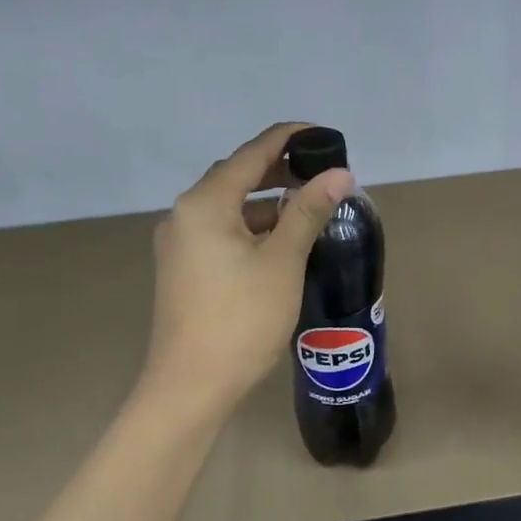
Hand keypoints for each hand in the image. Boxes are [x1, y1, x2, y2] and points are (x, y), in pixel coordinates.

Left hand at [140, 123, 351, 423]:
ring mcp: (180, 244)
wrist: (190, 386)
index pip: (252, 154)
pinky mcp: (183, 269)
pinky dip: (251, 228)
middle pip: (236, 177)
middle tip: (322, 174)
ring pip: (229, 207)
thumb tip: (340, 174)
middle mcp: (184, 215)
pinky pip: (221, 231)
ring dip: (267, 203)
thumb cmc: (241, 320)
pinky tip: (280, 243)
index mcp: (205, 204)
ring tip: (308, 208)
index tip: (324, 134)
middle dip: (279, 171)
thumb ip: (308, 212)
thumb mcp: (282, 262)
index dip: (289, 138)